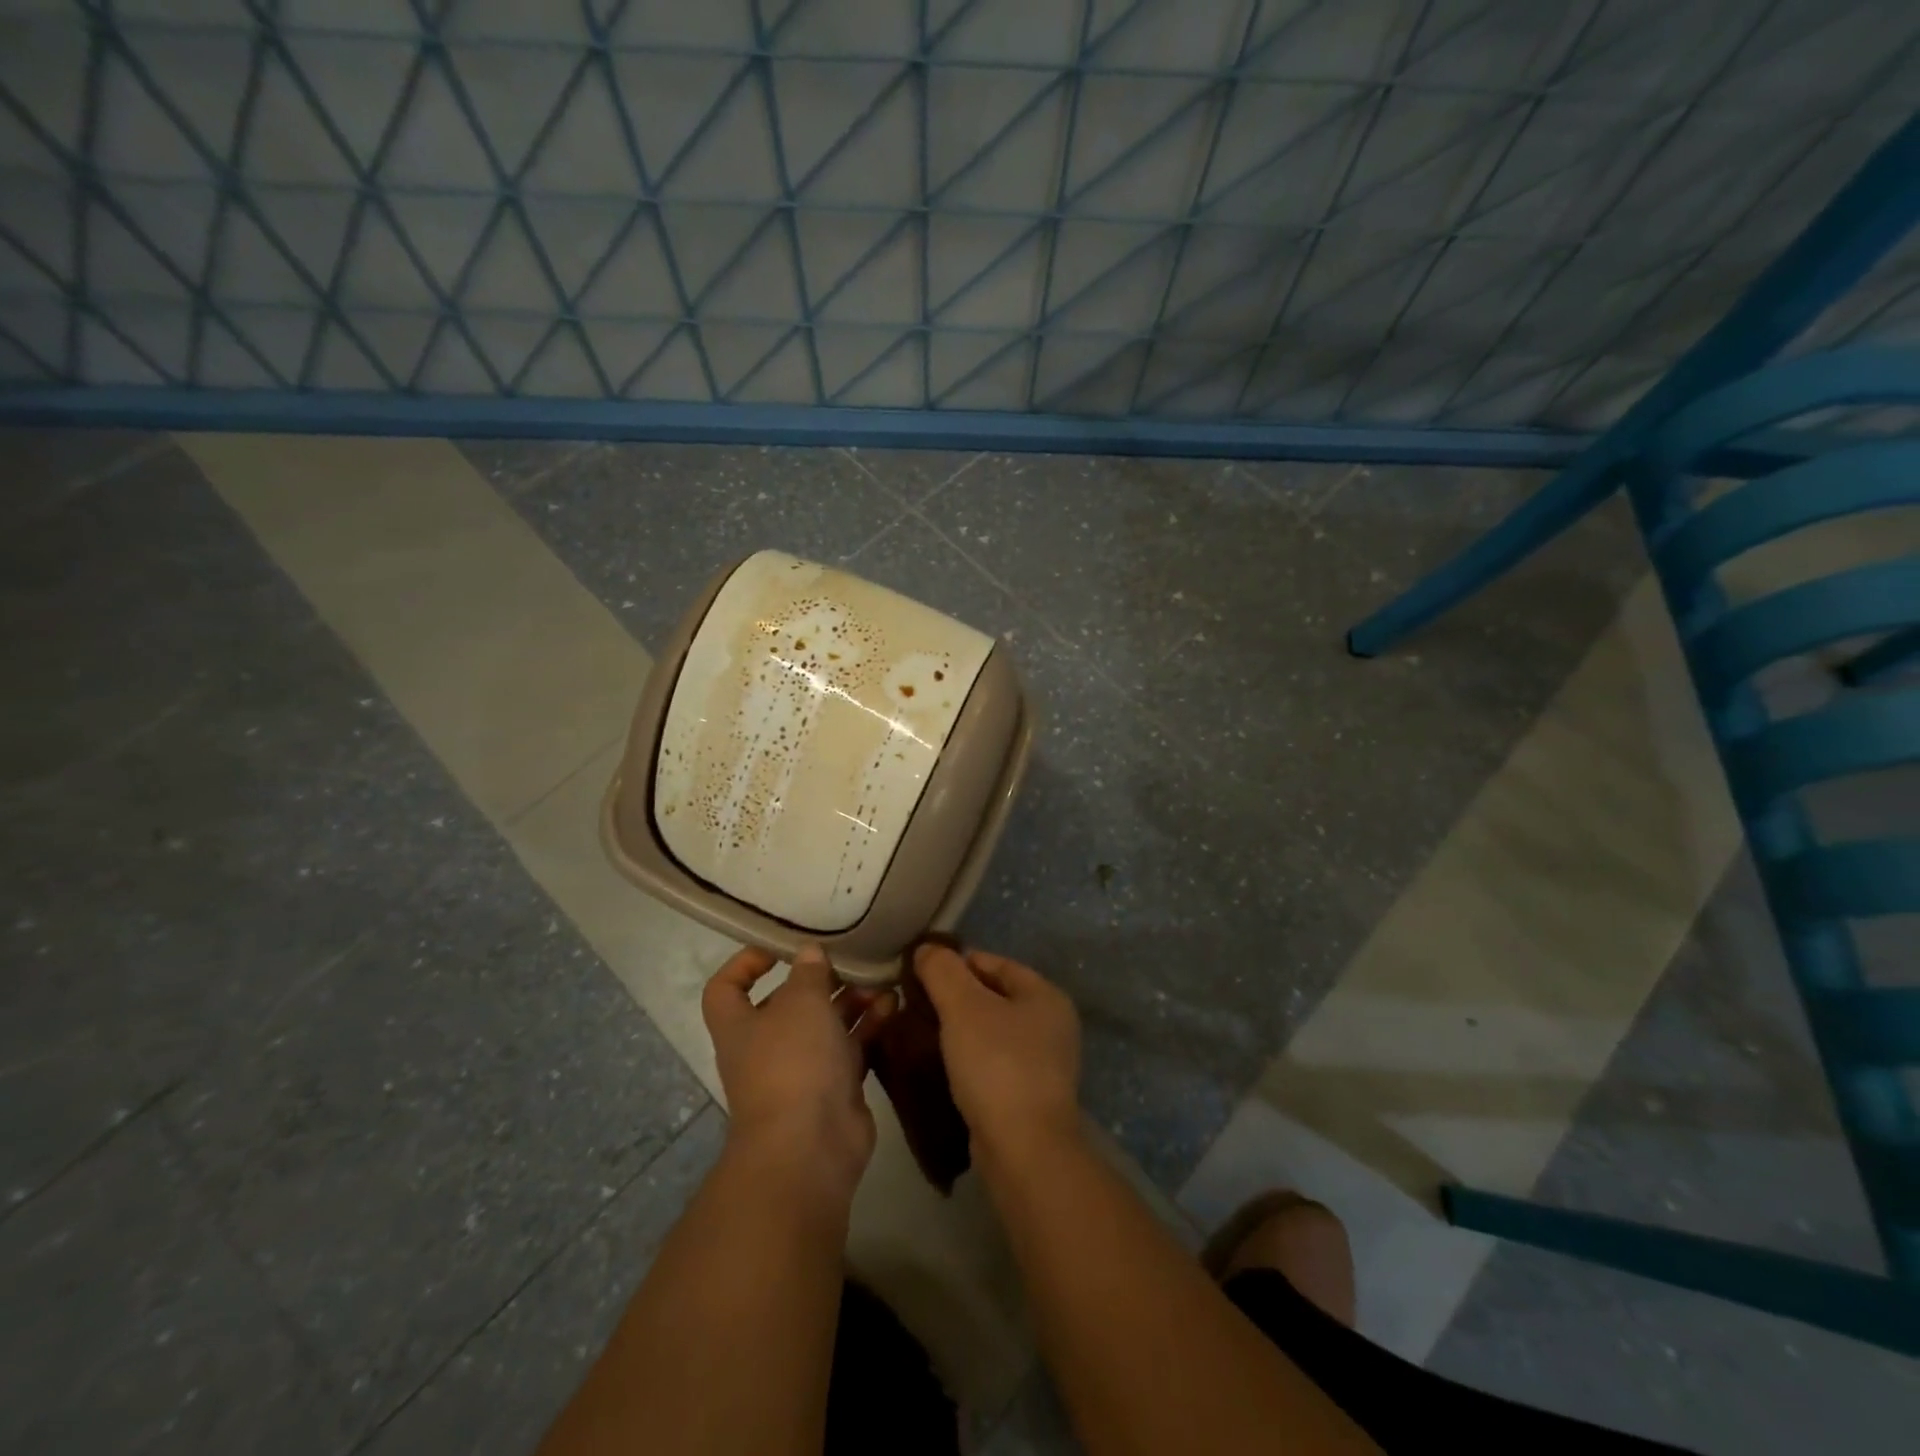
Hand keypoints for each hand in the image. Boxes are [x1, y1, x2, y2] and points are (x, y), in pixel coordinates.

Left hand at [701, 945, 894, 1199]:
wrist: (810, 1147)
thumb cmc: (793, 1062)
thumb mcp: (801, 1003)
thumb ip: (808, 973)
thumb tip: (809, 953)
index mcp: (740, 1025)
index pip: (726, 988)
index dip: (745, 963)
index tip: (780, 947)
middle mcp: (767, 1046)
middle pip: (789, 1003)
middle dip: (821, 980)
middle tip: (852, 959)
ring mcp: (802, 1069)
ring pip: (826, 1024)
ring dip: (852, 1000)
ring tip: (881, 981)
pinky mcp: (835, 1088)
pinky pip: (852, 1048)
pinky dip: (869, 1027)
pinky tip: (893, 1005)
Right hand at [914, 944, 1081, 1162]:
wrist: (1024, 1150)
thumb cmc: (997, 1065)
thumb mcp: (963, 1007)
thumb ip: (943, 971)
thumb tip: (927, 948)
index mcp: (1046, 994)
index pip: (994, 962)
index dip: (956, 963)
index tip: (920, 972)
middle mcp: (1052, 1024)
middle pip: (995, 996)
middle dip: (957, 996)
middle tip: (917, 1003)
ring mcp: (1045, 1062)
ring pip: (993, 1031)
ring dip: (961, 1029)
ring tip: (923, 1032)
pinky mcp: (1030, 1095)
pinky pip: (994, 1062)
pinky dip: (970, 1058)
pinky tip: (943, 1065)